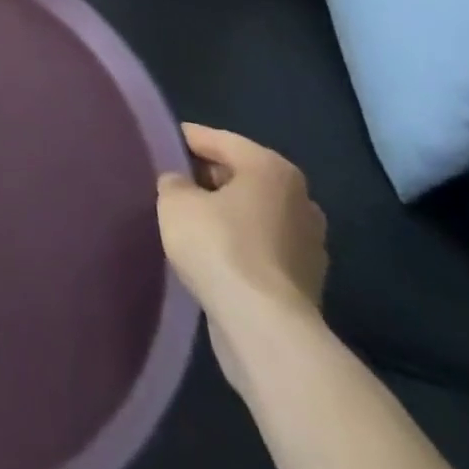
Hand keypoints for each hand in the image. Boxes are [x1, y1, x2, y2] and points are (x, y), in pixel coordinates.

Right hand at [158, 125, 327, 391]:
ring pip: (253, 213)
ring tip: (188, 221)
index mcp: (271, 167)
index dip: (185, 140)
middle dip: (207, 178)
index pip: (218, 139)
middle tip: (171, 184)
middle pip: (240, 175)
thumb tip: (181, 185)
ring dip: (225, 214)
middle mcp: (299, 197)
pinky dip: (239, 245)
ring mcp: (308, 242)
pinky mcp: (306, 281)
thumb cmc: (220, 247)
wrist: (265, 329)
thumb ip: (174, 183)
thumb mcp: (175, 202)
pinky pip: (261, 247)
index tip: (160, 143)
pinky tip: (211, 255)